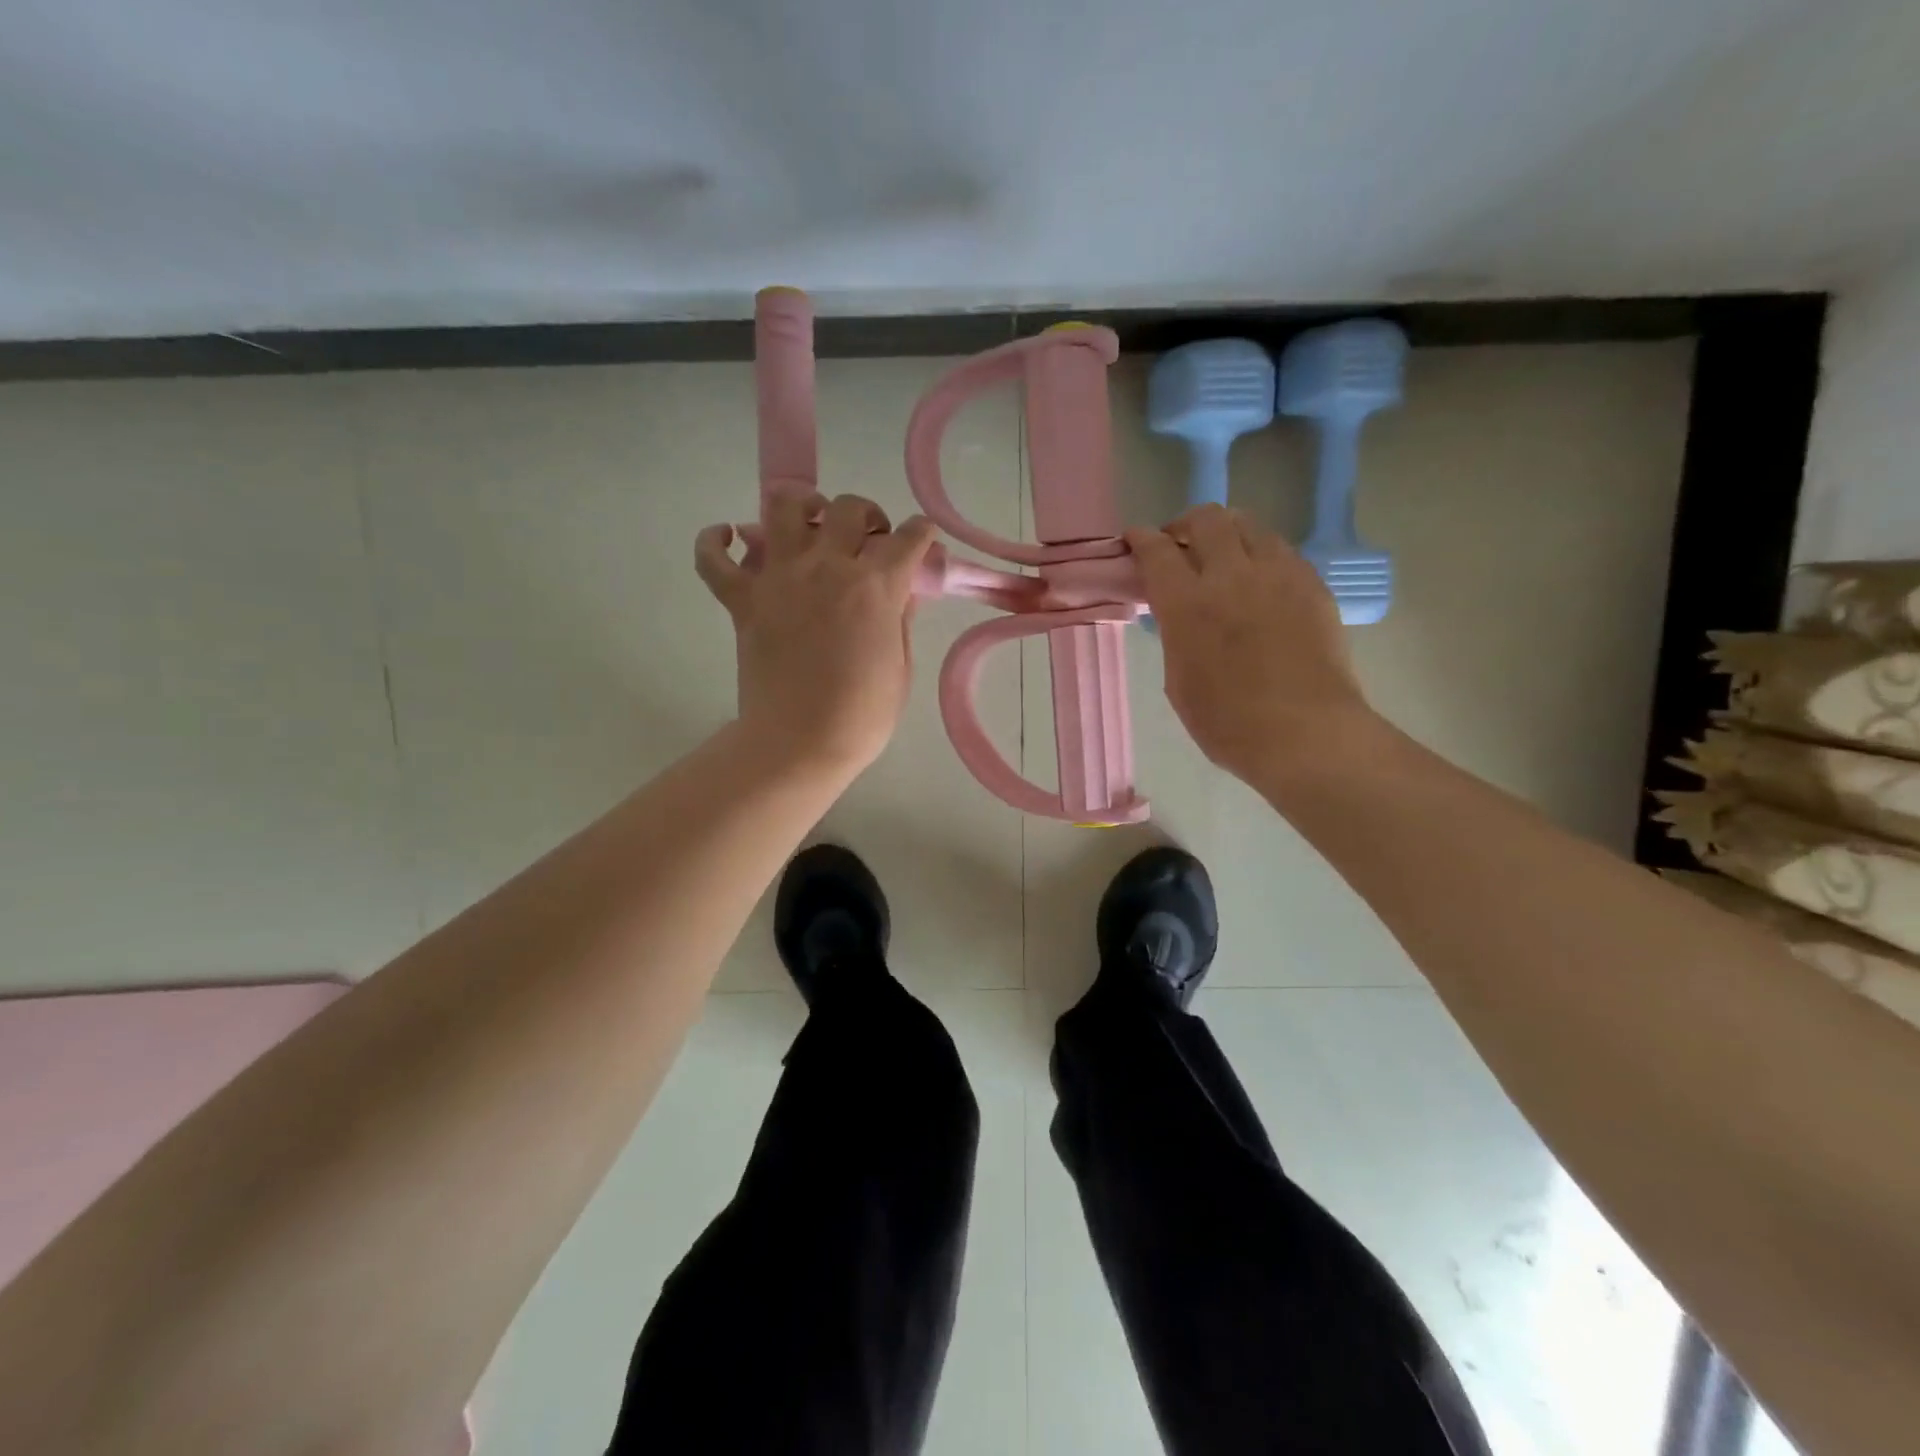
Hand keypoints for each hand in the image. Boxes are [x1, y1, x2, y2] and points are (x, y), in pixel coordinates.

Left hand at [697, 493, 936, 774]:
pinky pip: (713, 559)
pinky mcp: (742, 600)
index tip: (922, 540)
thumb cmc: (862, 716)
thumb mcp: (900, 667)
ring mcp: (780, 579)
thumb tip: (900, 591)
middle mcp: (828, 568)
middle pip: (848, 509)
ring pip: (783, 507)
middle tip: (867, 539)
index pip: (907, 538)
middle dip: (866, 515)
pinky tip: (728, 537)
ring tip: (809, 525)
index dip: (921, 534)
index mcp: (876, 586)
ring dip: (802, 506)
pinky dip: (715, 542)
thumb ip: (900, 619)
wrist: (800, 744)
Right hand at [1127, 505, 1377, 783]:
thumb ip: (1175, 634)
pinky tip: (1258, 580)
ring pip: (1248, 524)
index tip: (1134, 539)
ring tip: (1222, 556)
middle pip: (1205, 519)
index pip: (1157, 550)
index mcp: (1188, 604)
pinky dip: (1259, 554)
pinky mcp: (1311, 584)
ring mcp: (1277, 574)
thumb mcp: (1178, 680)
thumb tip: (1178, 614)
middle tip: (1179, 545)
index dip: (1141, 539)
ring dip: (1226, 532)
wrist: (1306, 734)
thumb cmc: (1228, 723)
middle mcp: (1231, 575)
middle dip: (1184, 524)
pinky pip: (1280, 550)